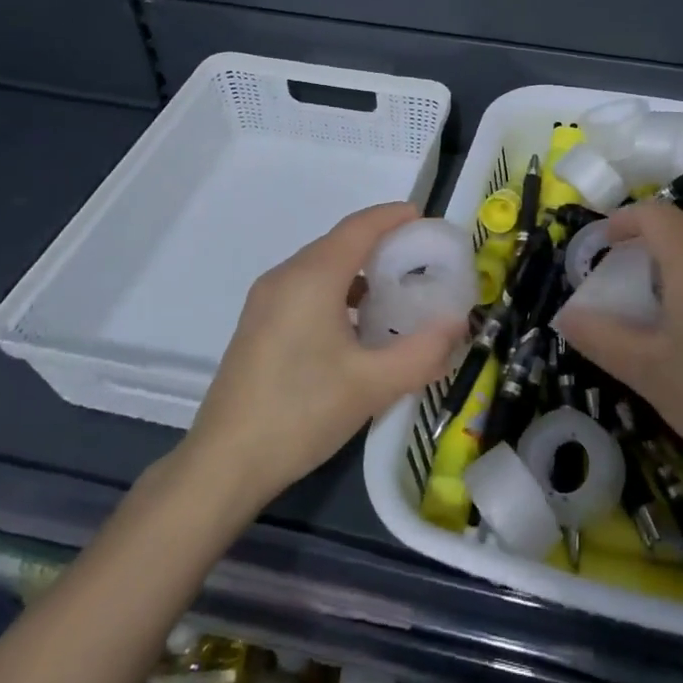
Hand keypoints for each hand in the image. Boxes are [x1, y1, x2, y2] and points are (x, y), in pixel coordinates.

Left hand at [179, 203, 465, 508]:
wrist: (224, 465)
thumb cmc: (301, 413)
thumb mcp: (373, 385)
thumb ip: (424, 351)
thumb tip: (459, 324)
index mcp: (311, 278)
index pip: (359, 228)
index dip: (394, 217)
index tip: (427, 220)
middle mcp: (285, 277)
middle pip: (340, 243)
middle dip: (382, 244)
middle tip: (422, 260)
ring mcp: (266, 301)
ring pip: (322, 267)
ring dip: (360, 270)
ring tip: (396, 292)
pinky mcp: (258, 324)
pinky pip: (306, 288)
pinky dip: (338, 290)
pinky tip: (357, 324)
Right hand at [557, 200, 682, 481]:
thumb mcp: (646, 370)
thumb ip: (600, 337)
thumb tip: (566, 316)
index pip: (655, 214)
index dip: (623, 220)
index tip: (600, 245)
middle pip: (682, 221)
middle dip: (647, 233)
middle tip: (622, 267)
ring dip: (674, 250)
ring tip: (652, 291)